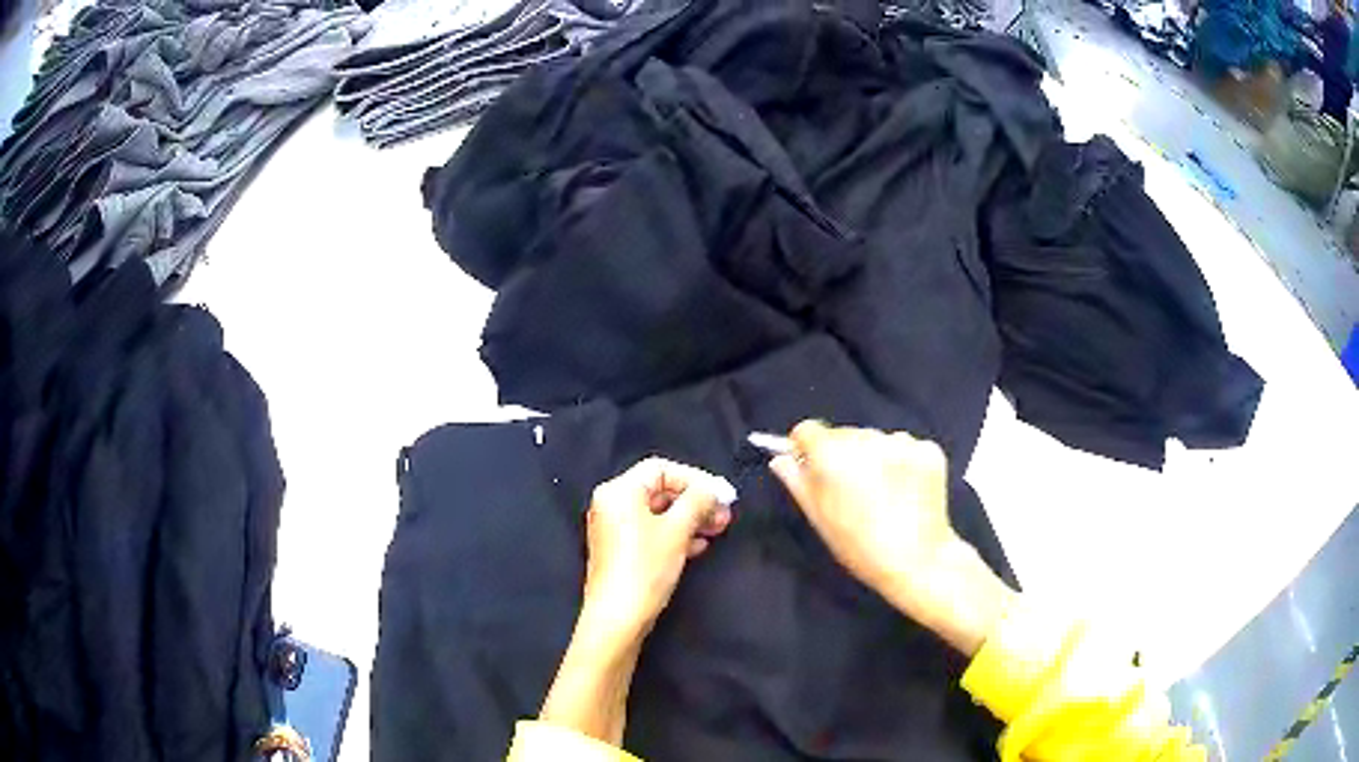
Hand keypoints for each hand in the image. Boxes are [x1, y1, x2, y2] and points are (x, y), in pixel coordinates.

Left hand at [539, 458, 732, 744]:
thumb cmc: (645, 568)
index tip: (722, 495)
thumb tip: (714, 489)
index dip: (696, 478)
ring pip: (658, 513)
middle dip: (695, 501)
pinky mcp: (620, 552)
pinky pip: (651, 532)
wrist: (617, 620)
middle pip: (660, 490)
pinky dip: (675, 534)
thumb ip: (698, 502)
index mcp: (618, 491)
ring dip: (690, 518)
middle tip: (725, 515)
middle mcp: (611, 504)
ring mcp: (614, 529)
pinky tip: (698, 546)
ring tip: (717, 530)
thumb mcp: (677, 530)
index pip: (661, 469)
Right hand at [769, 421, 1012, 654]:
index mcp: (832, 455)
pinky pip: (905, 446)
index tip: (811, 467)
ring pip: (875, 439)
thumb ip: (797, 482)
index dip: (805, 448)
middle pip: (843, 434)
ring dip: (873, 456)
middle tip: (851, 490)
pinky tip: (905, 490)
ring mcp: (901, 442)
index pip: (807, 430)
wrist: (918, 560)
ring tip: (882, 493)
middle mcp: (866, 439)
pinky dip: (902, 462)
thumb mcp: (819, 518)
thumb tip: (781, 459)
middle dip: (842, 454)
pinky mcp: (928, 449)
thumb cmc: (859, 546)